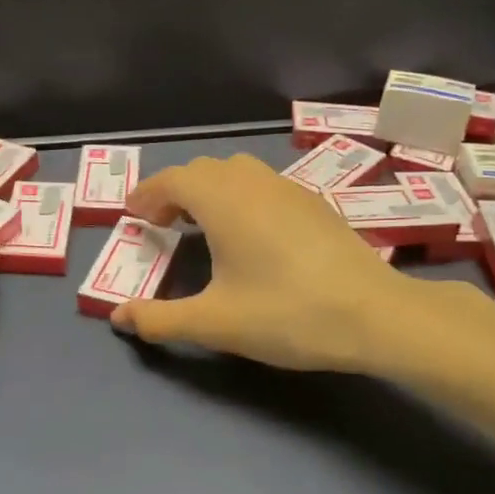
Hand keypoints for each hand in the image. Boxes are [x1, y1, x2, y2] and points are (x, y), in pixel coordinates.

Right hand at [111, 154, 486, 372]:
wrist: (375, 315)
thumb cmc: (287, 314)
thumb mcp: (215, 323)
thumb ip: (160, 319)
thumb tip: (118, 316)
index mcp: (223, 202)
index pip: (174, 180)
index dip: (148, 193)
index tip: (133, 215)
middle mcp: (254, 183)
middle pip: (204, 170)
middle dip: (176, 190)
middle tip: (162, 223)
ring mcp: (290, 189)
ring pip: (237, 172)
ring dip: (211, 189)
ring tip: (203, 223)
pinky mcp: (315, 203)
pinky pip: (264, 184)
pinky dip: (241, 196)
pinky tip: (251, 233)